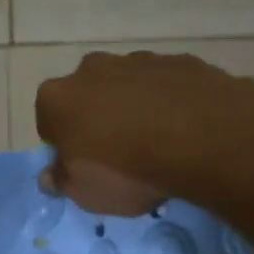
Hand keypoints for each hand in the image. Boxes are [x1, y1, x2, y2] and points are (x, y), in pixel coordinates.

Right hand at [34, 50, 253, 214]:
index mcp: (58, 97)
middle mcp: (92, 69)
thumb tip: (50, 175)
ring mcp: (139, 60)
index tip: (83, 166)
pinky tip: (187, 129)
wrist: (204, 139)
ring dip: (136, 107)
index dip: (64, 145)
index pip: (48, 122)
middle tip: (120, 154)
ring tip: (159, 143)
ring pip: (128, 86)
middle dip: (99, 118)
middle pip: (88, 95)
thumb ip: (62, 181)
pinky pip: (167, 85)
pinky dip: (171, 101)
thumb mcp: (86, 193)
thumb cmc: (128, 170)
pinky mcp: (180, 61)